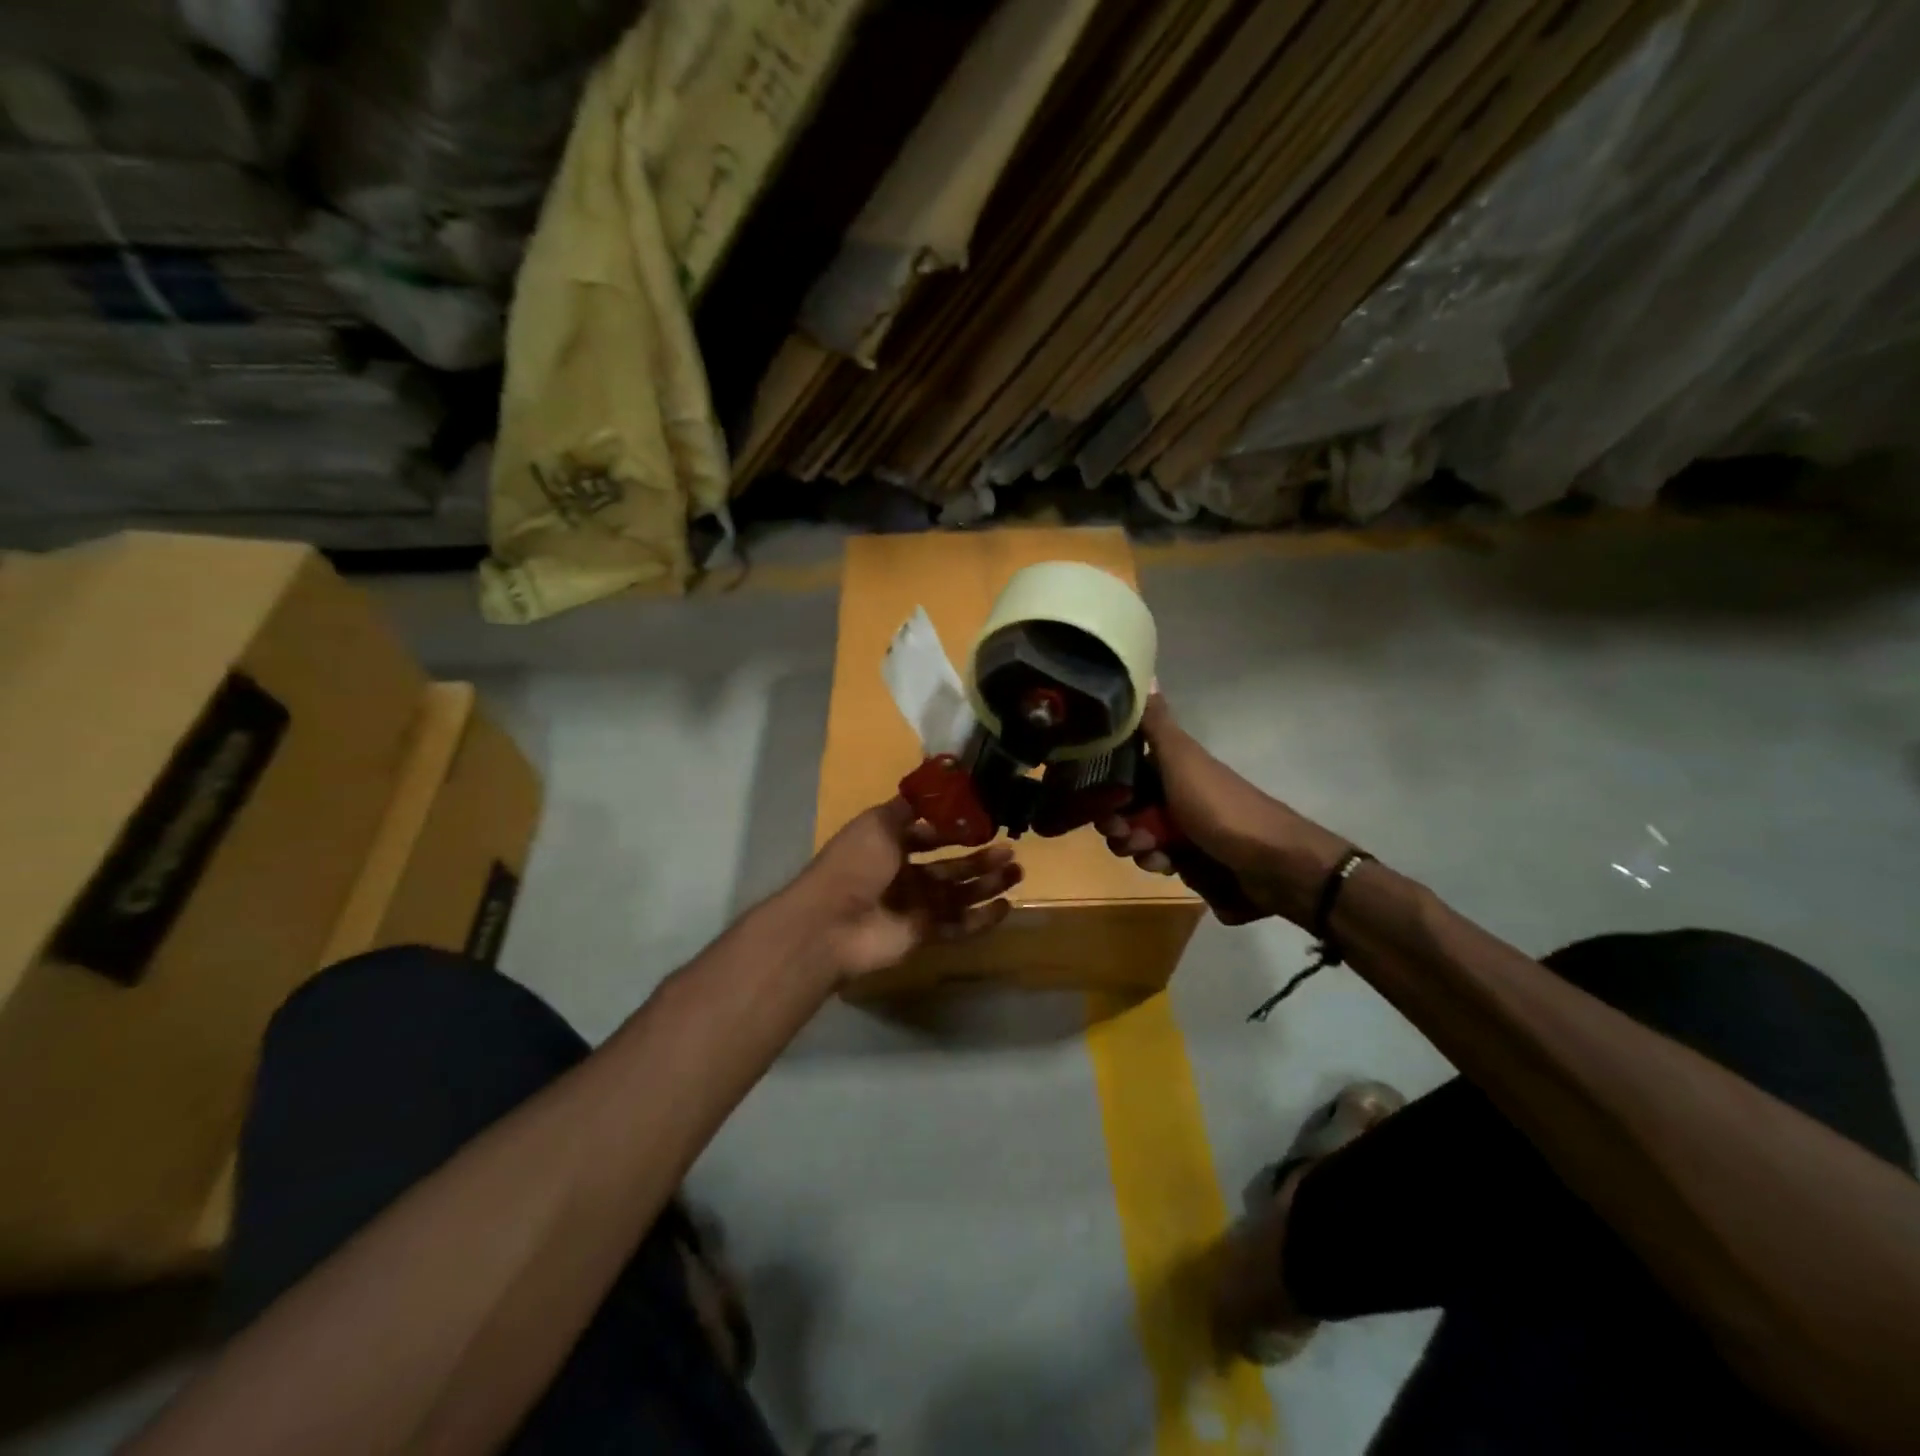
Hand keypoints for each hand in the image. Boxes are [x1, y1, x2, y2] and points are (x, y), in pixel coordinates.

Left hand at [791, 798, 1022, 981]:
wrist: (832, 922)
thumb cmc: (855, 864)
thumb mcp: (878, 823)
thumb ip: (908, 808)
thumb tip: (934, 788)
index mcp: (890, 846)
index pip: (929, 836)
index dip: (955, 829)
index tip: (986, 821)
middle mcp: (903, 876)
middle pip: (950, 867)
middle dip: (980, 859)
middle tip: (1010, 850)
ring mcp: (914, 907)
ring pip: (959, 894)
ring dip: (987, 884)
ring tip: (1017, 872)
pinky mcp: (923, 934)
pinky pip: (957, 926)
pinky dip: (981, 919)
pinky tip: (1005, 906)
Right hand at [1098, 695, 1346, 925]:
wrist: (1272, 865)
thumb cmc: (1220, 807)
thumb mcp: (1182, 760)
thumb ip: (1156, 724)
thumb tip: (1144, 669)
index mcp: (1172, 768)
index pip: (1123, 770)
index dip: (1105, 782)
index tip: (1096, 796)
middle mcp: (1175, 795)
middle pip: (1126, 806)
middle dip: (1116, 821)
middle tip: (1122, 831)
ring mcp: (1183, 830)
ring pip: (1137, 837)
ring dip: (1134, 845)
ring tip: (1150, 851)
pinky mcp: (1191, 862)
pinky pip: (1159, 861)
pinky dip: (1157, 863)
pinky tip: (1166, 865)